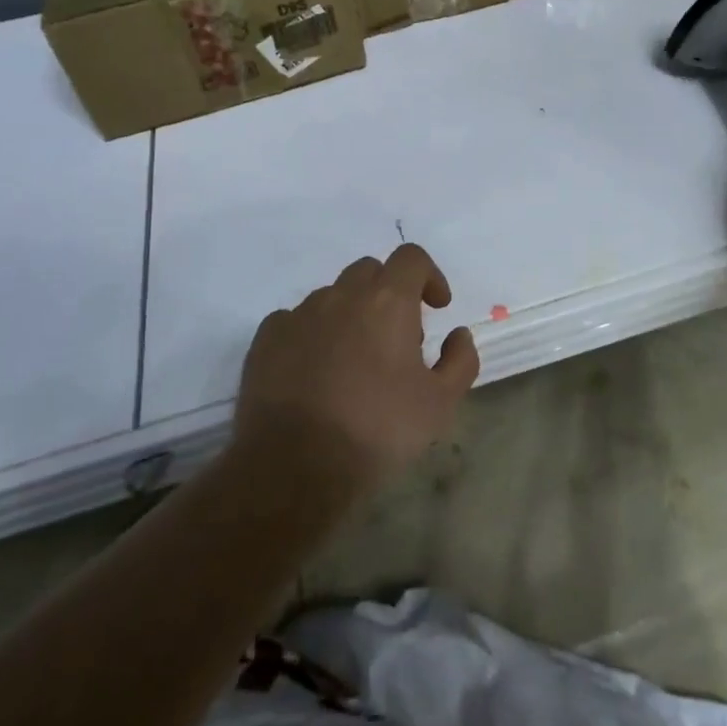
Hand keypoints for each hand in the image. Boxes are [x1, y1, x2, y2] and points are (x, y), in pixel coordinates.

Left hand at [233, 244, 479, 490]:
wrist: (294, 467)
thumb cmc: (377, 430)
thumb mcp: (440, 404)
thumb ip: (460, 361)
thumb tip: (458, 335)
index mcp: (387, 301)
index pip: (411, 257)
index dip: (429, 275)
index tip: (437, 308)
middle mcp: (342, 296)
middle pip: (370, 272)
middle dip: (389, 293)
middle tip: (397, 338)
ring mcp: (299, 315)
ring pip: (332, 296)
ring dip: (350, 314)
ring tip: (354, 360)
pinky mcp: (266, 340)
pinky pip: (295, 320)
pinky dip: (312, 333)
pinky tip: (315, 370)